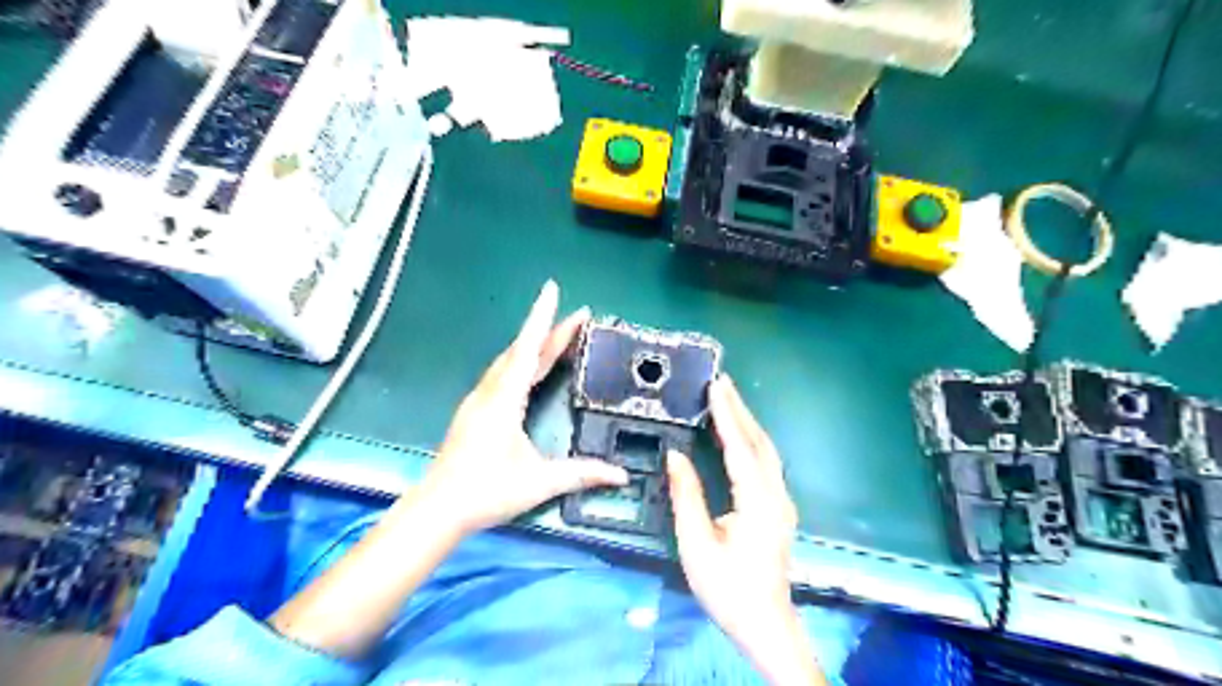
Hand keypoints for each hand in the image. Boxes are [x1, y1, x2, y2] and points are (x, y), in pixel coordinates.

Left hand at [419, 278, 629, 535]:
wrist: (437, 510)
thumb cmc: (486, 491)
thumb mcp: (540, 482)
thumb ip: (582, 473)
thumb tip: (621, 476)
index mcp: (504, 399)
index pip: (527, 349)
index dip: (542, 318)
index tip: (552, 289)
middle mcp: (490, 392)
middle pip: (522, 351)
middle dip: (551, 331)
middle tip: (579, 317)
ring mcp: (479, 401)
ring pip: (510, 361)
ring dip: (535, 345)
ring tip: (560, 337)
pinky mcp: (475, 412)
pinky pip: (503, 375)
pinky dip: (522, 362)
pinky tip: (530, 368)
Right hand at [665, 377, 824, 683]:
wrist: (765, 625)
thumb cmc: (727, 589)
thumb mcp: (696, 544)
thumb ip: (686, 496)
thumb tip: (675, 455)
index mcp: (757, 503)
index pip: (740, 448)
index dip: (727, 415)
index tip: (715, 387)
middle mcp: (776, 495)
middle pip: (760, 443)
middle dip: (740, 410)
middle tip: (722, 382)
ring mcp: (782, 501)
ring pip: (767, 451)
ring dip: (748, 423)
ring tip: (728, 400)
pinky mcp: (779, 508)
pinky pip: (766, 463)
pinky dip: (751, 440)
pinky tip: (739, 435)